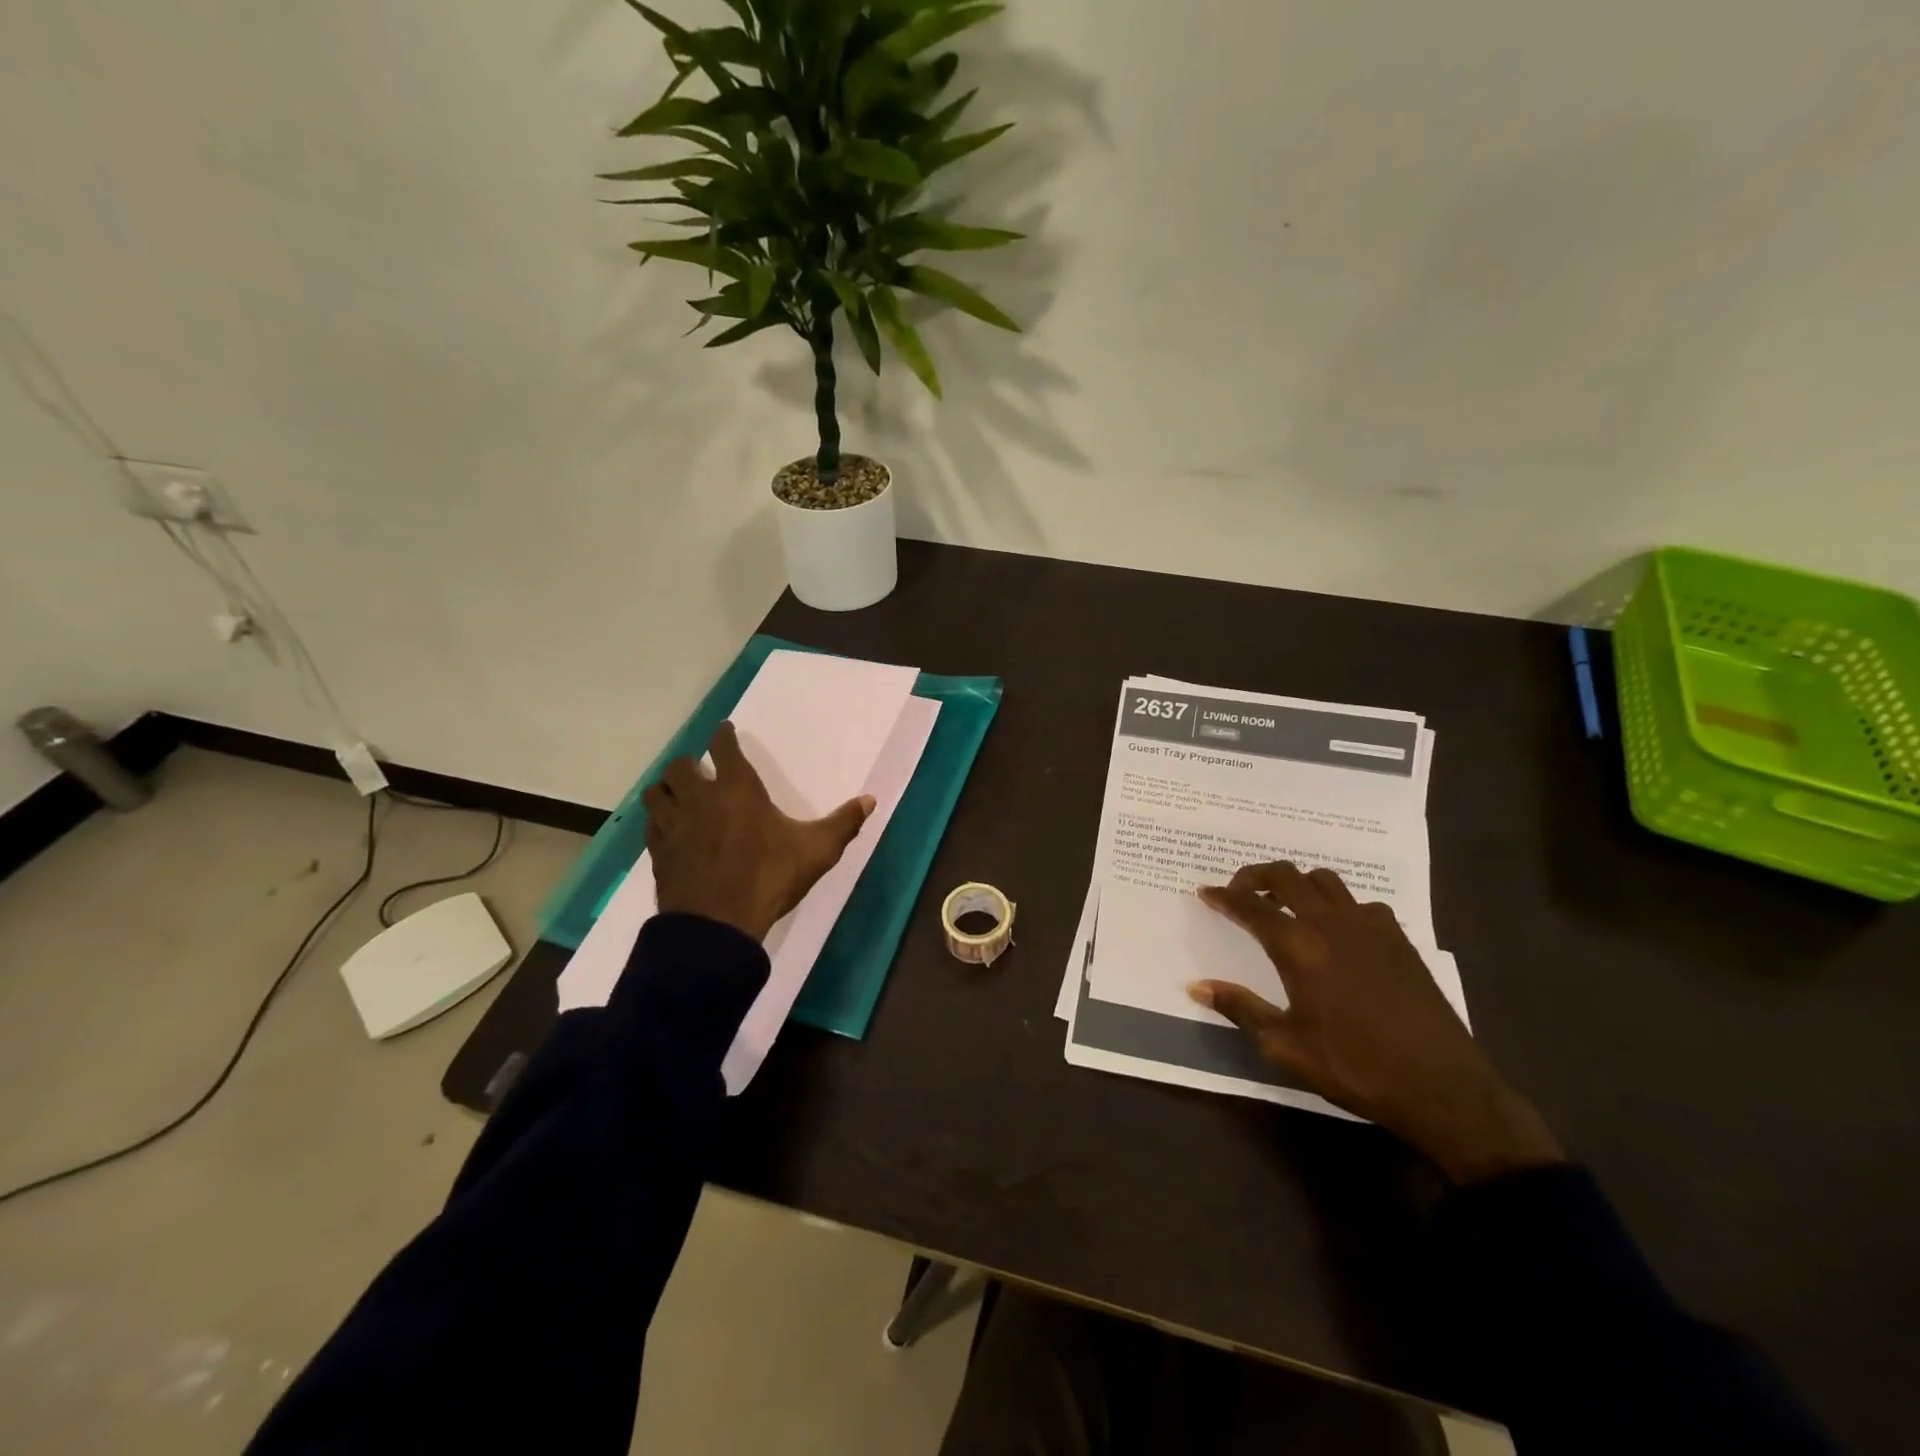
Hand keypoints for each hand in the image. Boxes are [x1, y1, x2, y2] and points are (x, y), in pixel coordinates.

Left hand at [643, 722, 873, 943]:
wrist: (717, 925)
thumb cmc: (769, 878)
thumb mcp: (817, 851)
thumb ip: (843, 823)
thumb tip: (870, 800)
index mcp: (737, 790)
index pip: (724, 749)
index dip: (723, 736)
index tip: (725, 730)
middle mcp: (700, 799)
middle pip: (681, 766)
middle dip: (689, 763)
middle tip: (701, 770)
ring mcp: (674, 826)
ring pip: (657, 792)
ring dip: (667, 788)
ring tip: (678, 794)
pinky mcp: (659, 852)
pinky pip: (652, 825)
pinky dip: (659, 820)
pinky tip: (670, 829)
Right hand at [1191, 862, 1562, 1184]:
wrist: (1442, 1087)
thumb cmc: (1354, 1067)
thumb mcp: (1285, 1046)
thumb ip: (1240, 1008)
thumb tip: (1196, 985)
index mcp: (1298, 946)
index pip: (1250, 906)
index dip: (1224, 897)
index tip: (1205, 893)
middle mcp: (1331, 923)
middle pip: (1286, 876)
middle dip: (1256, 876)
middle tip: (1240, 891)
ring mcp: (1370, 927)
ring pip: (1325, 880)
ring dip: (1297, 883)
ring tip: (1285, 905)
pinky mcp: (1399, 939)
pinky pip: (1360, 903)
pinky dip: (1338, 906)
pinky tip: (1337, 932)